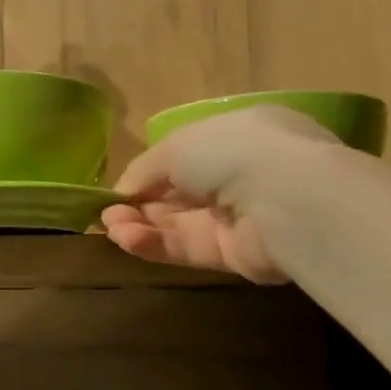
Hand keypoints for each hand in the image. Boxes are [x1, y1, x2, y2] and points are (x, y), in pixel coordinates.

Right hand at [101, 105, 339, 282]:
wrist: (286, 199)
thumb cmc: (231, 152)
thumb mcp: (176, 145)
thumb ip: (145, 168)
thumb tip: (122, 191)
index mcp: (236, 135)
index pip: (184, 155)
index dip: (148, 173)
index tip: (117, 189)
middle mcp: (240, 173)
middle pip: (178, 193)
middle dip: (138, 203)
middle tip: (105, 215)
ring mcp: (239, 216)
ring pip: (179, 223)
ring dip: (141, 224)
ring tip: (110, 228)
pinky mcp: (235, 254)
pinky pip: (188, 247)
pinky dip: (156, 243)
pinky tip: (127, 239)